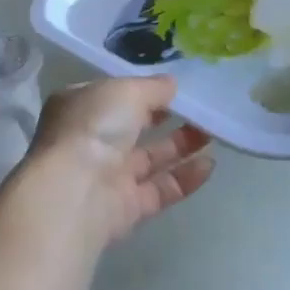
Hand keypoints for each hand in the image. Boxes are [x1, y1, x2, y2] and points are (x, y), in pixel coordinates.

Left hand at [20, 75, 214, 244]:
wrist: (76, 191)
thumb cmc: (93, 126)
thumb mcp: (125, 91)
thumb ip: (151, 87)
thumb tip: (171, 83)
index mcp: (79, 105)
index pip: (111, 93)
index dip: (140, 89)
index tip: (173, 86)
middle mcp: (90, 138)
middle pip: (132, 125)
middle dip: (164, 116)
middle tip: (200, 109)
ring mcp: (108, 173)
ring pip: (149, 157)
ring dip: (180, 145)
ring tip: (213, 132)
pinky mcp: (127, 206)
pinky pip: (161, 188)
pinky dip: (184, 177)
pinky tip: (210, 164)